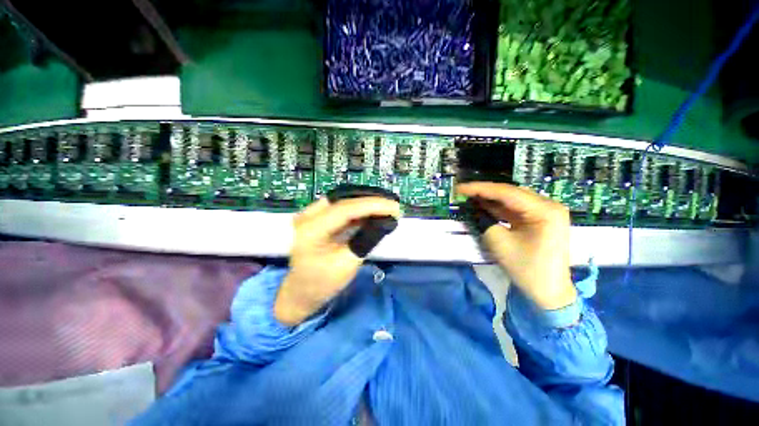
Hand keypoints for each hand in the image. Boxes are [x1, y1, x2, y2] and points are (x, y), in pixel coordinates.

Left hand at [274, 197, 400, 325]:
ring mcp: (309, 215)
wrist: (300, 292)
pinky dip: (357, 208)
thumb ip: (366, 239)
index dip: (372, 205)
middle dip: (370, 200)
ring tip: (385, 207)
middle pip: (344, 200)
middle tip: (392, 205)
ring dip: (364, 203)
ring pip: (342, 200)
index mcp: (311, 230)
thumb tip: (385, 222)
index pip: (346, 209)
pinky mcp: (316, 218)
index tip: (394, 207)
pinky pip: (340, 207)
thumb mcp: (348, 264)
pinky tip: (370, 212)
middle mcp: (307, 216)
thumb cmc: (322, 283)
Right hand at [457, 182, 576, 309]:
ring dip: (489, 199)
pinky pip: (514, 209)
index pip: (507, 193)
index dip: (480, 189)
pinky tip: (482, 205)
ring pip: (511, 200)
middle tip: (462, 191)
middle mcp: (548, 206)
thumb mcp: (500, 244)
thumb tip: (471, 208)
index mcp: (545, 210)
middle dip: (484, 192)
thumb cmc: (527, 269)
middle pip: (510, 193)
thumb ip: (484, 221)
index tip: (460, 188)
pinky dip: (497, 208)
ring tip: (468, 196)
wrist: (549, 292)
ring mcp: (544, 212)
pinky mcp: (538, 220)